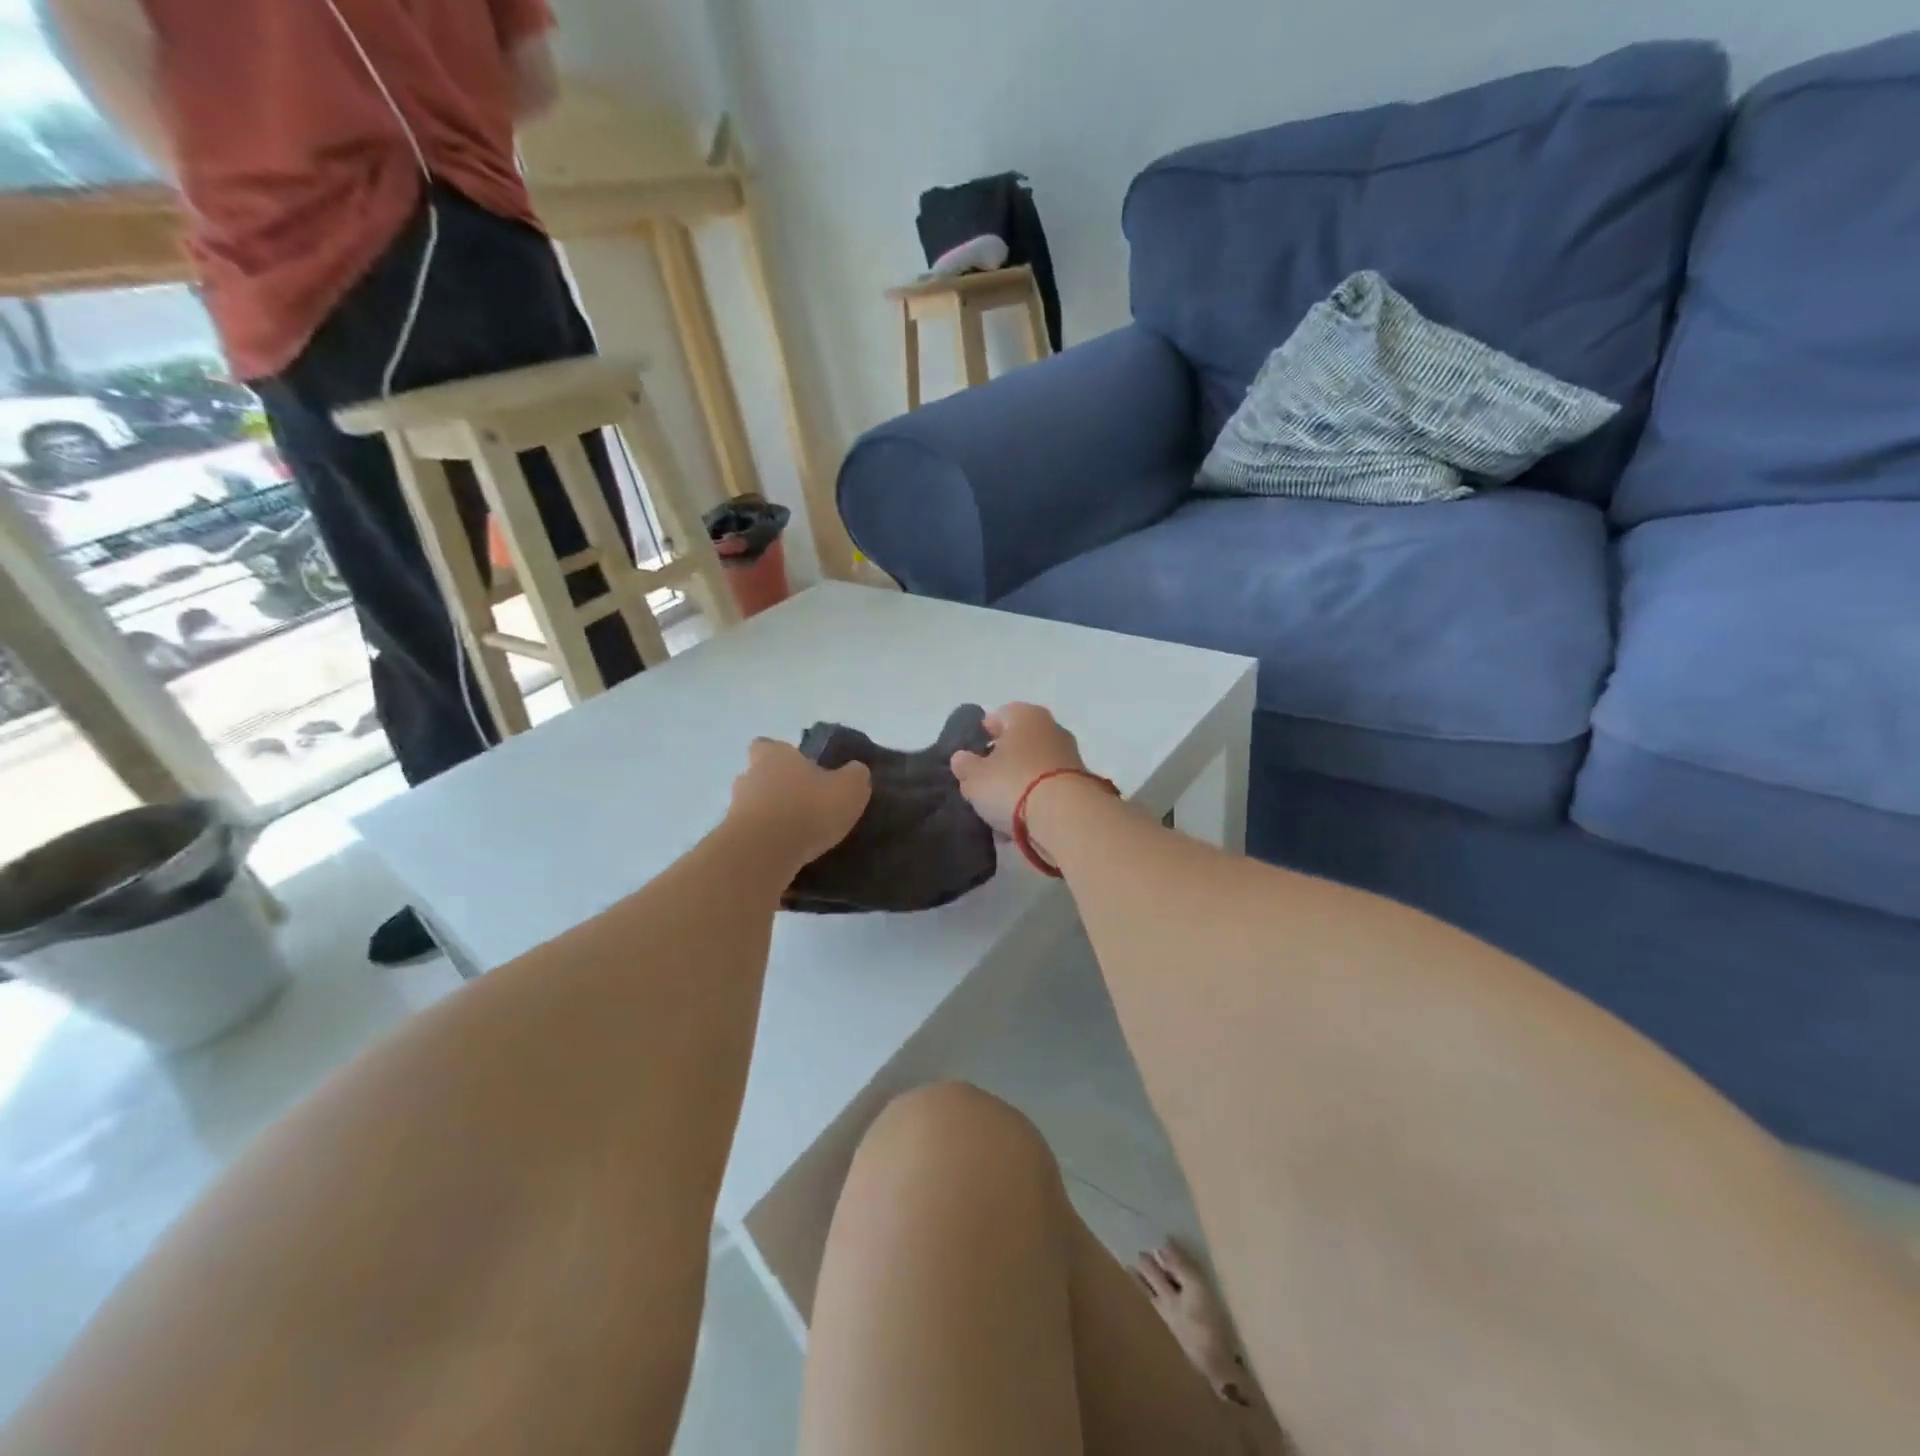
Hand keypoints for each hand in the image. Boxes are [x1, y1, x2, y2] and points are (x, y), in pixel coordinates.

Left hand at [729, 739, 870, 868]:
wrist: (762, 854)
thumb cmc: (807, 809)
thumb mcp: (849, 789)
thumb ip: (855, 776)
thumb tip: (855, 771)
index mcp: (775, 755)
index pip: (767, 745)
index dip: (781, 755)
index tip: (799, 769)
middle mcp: (749, 776)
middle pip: (759, 777)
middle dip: (778, 789)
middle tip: (805, 805)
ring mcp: (735, 809)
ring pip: (754, 808)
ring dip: (772, 818)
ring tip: (798, 836)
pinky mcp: (732, 840)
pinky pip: (752, 837)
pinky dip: (766, 843)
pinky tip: (787, 856)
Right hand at [949, 703, 1088, 835]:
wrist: (1066, 818)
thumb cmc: (1013, 784)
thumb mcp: (975, 778)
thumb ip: (965, 766)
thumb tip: (962, 759)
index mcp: (1026, 715)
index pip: (1000, 715)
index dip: (984, 733)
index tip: (973, 754)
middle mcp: (1052, 728)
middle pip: (1020, 742)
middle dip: (1004, 761)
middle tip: (985, 782)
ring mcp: (1070, 756)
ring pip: (1035, 767)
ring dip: (1020, 784)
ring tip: (1002, 809)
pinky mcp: (1081, 785)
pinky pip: (1049, 789)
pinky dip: (1036, 801)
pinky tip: (1022, 822)